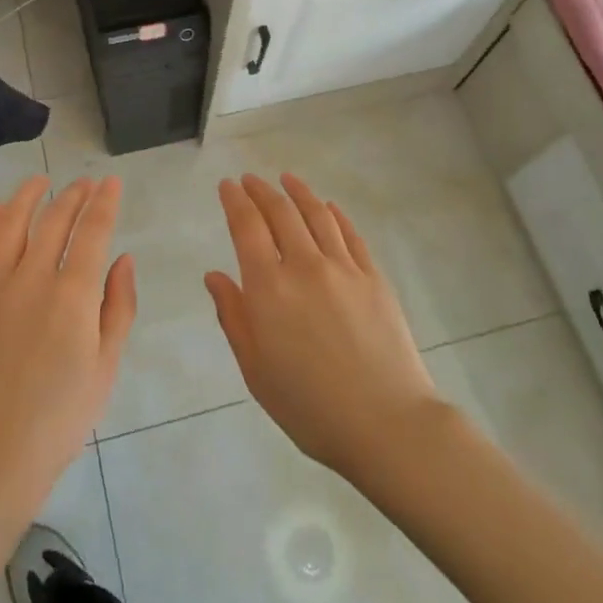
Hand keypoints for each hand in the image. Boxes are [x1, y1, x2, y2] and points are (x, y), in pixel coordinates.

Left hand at [0, 176, 135, 509]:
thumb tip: (123, 258)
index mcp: (73, 296)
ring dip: (30, 195)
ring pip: (13, 222)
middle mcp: (33, 278)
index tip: (111, 182)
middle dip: (74, 195)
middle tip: (85, 183)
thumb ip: (119, 306)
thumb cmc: (60, 417)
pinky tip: (0, 209)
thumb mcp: (106, 367)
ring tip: (42, 181)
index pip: (93, 231)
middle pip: (55, 219)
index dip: (104, 202)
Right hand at [206, 174, 442, 478]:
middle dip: (261, 191)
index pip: (247, 227)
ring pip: (316, 215)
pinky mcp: (373, 277)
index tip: (227, 185)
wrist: (387, 423)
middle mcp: (304, 265)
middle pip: (280, 213)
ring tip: (286, 179)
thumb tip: (215, 275)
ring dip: (298, 192)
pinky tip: (328, 207)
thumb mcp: (256, 370)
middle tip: (250, 179)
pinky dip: (335, 215)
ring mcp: (343, 268)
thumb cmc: (310, 406)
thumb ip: (234, 316)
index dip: (235, 201)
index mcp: (269, 288)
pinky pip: (350, 234)